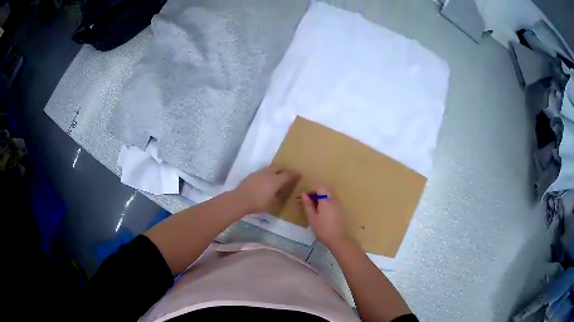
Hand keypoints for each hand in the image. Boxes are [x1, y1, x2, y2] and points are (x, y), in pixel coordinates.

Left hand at [234, 166, 299, 213]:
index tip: (299, 174)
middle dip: (285, 170)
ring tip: (278, 175)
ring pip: (270, 168)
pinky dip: (268, 174)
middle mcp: (268, 174)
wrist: (239, 200)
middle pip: (279, 168)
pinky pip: (264, 171)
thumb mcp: (271, 203)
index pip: (288, 174)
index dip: (294, 174)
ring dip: (276, 170)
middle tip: (289, 173)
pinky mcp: (252, 175)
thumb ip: (277, 196)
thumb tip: (281, 193)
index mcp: (275, 180)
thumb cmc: (258, 203)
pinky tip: (266, 179)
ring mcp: (259, 173)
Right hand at [301, 186, 353, 248]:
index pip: (320, 187)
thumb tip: (304, 194)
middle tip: (309, 205)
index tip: (307, 198)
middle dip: (316, 194)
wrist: (338, 239)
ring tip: (315, 211)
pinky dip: (326, 204)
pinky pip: (332, 202)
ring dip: (321, 200)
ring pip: (329, 197)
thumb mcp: (312, 217)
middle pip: (325, 191)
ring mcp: (339, 205)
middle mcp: (334, 200)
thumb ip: (308, 205)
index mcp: (326, 200)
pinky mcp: (341, 210)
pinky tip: (323, 215)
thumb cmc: (322, 229)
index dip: (312, 190)